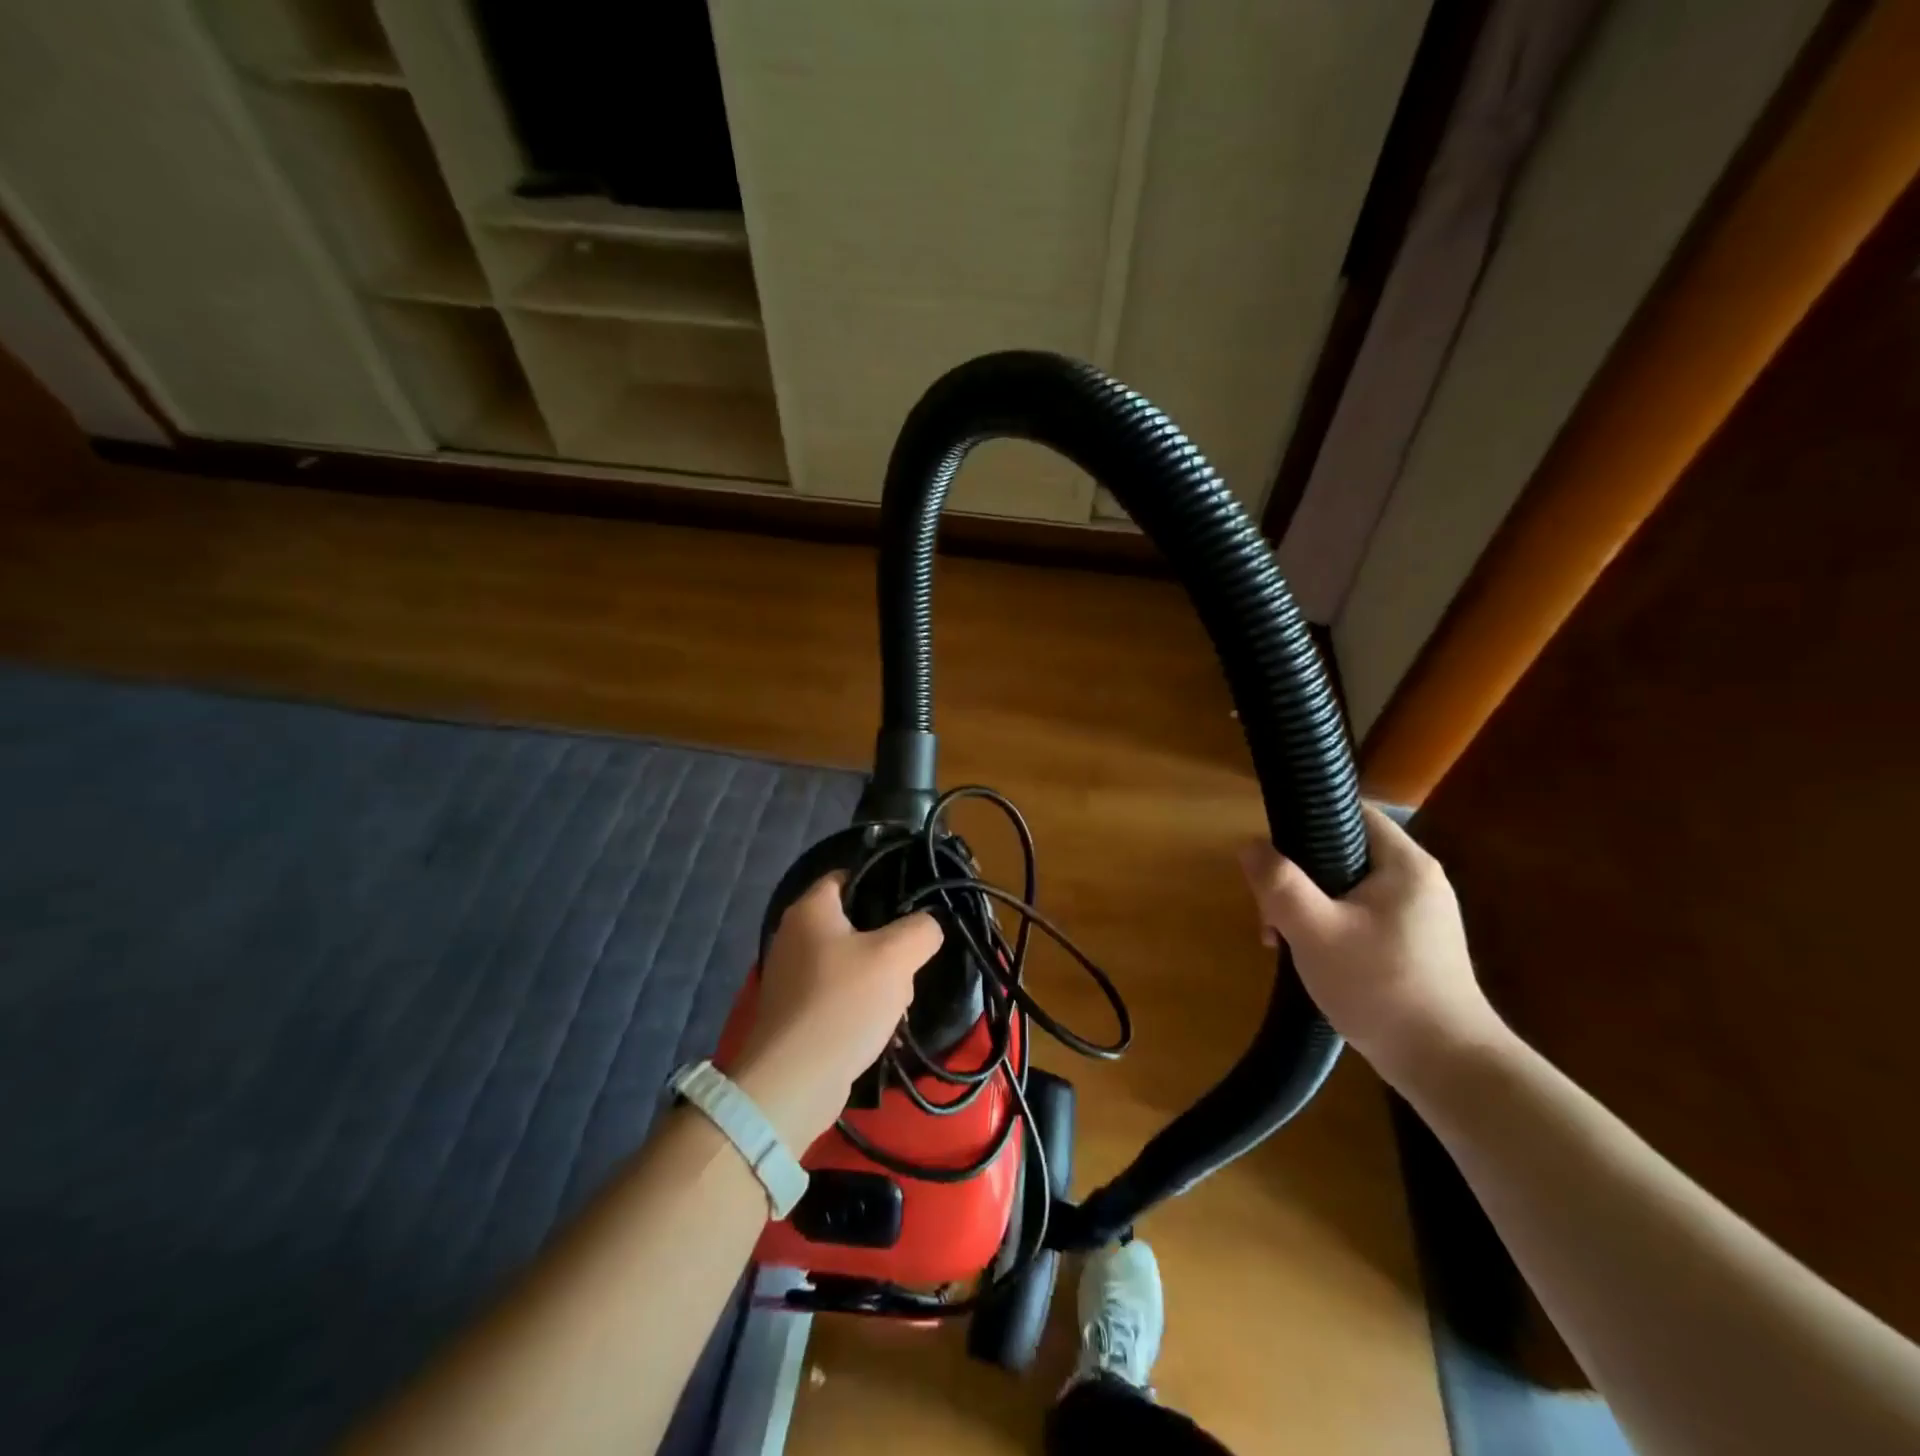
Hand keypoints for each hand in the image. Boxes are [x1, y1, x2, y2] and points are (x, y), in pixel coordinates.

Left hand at [733, 873, 942, 1149]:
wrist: (793, 1082)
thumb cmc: (843, 1003)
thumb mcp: (896, 956)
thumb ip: (922, 929)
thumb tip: (929, 925)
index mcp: (811, 909)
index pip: (849, 875)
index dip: (883, 882)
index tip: (916, 902)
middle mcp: (795, 935)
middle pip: (857, 923)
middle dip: (890, 945)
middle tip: (909, 963)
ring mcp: (793, 976)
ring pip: (854, 963)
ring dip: (882, 981)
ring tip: (897, 1004)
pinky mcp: (798, 1012)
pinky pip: (841, 995)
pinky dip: (863, 1007)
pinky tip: (882, 1029)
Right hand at [1238, 803, 1502, 1090]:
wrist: (1445, 1066)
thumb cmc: (1380, 988)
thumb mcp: (1314, 931)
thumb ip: (1279, 884)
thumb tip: (1250, 846)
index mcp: (1404, 863)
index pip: (1350, 811)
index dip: (1305, 820)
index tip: (1273, 854)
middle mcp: (1417, 879)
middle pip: (1341, 851)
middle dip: (1297, 877)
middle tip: (1271, 913)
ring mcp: (1418, 913)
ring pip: (1345, 886)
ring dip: (1306, 905)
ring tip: (1281, 940)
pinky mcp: (1412, 943)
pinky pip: (1358, 914)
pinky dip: (1328, 924)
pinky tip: (1309, 955)